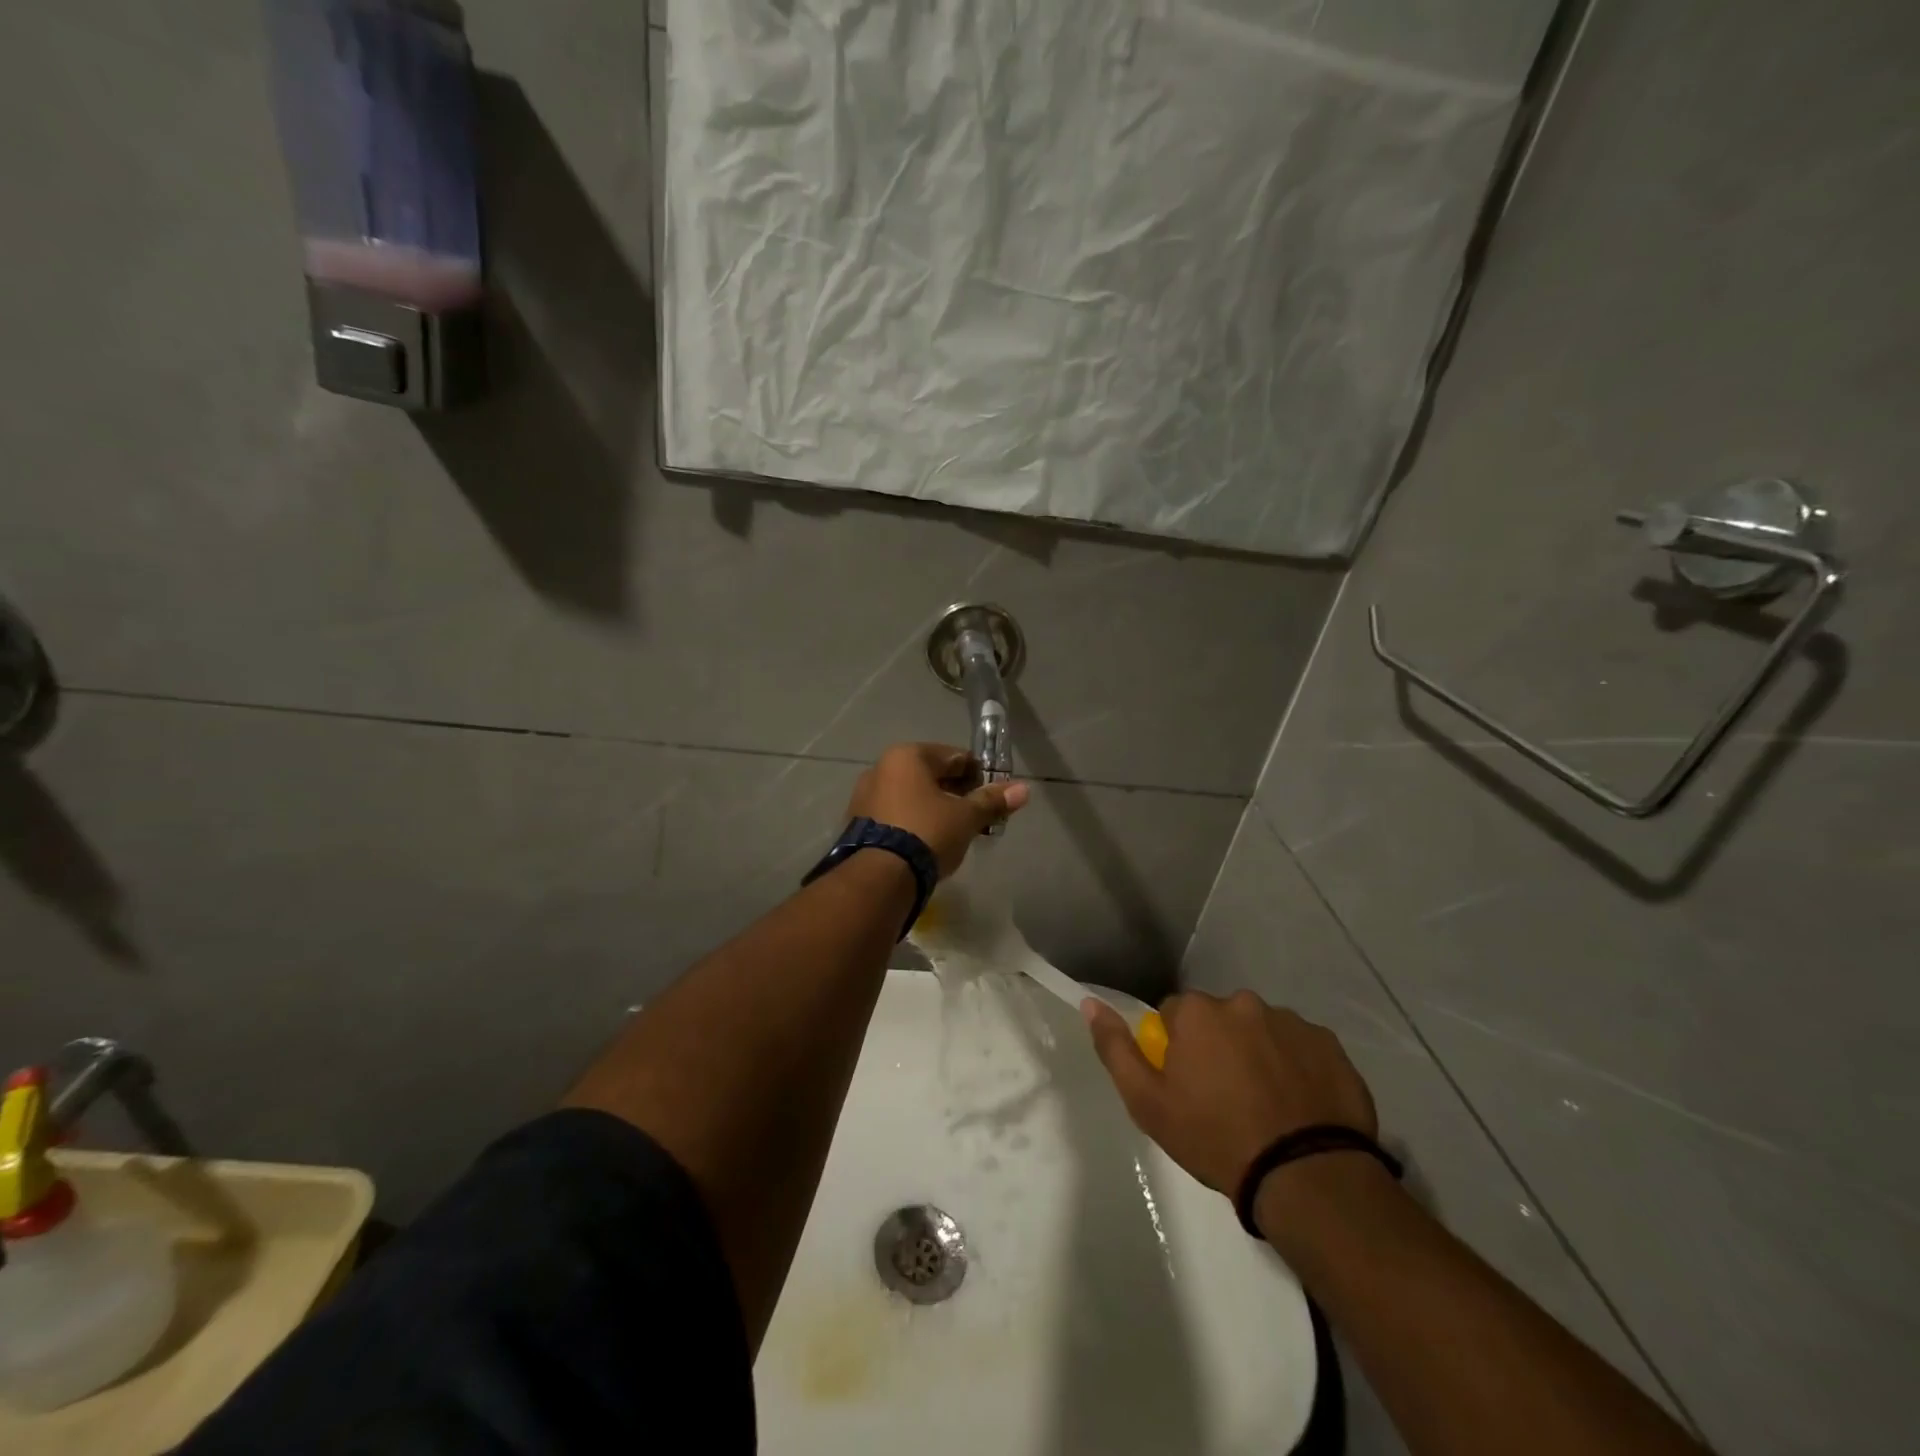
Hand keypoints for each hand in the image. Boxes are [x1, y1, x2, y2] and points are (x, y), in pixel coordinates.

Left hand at [847, 743, 1029, 877]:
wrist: (880, 877)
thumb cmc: (927, 833)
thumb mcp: (965, 817)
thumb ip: (992, 801)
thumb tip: (1023, 789)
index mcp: (907, 756)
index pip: (954, 756)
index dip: (978, 775)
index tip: (993, 796)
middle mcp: (881, 768)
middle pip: (931, 775)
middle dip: (956, 792)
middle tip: (976, 816)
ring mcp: (865, 795)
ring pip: (912, 795)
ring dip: (934, 807)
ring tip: (954, 832)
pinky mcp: (858, 822)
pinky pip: (895, 813)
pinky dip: (914, 821)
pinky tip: (927, 841)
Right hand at [1083, 990, 1378, 1195]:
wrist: (1306, 1176)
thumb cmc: (1215, 1138)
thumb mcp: (1148, 1103)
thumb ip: (1116, 1049)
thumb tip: (1090, 1004)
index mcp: (1197, 1012)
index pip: (1173, 1015)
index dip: (1177, 1050)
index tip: (1187, 1086)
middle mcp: (1242, 1002)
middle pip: (1219, 1019)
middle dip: (1219, 1047)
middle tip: (1227, 1098)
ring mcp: (1290, 1021)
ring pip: (1261, 1031)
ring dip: (1258, 1055)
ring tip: (1268, 1105)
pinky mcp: (1330, 1044)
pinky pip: (1302, 1048)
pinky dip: (1297, 1067)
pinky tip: (1300, 1105)